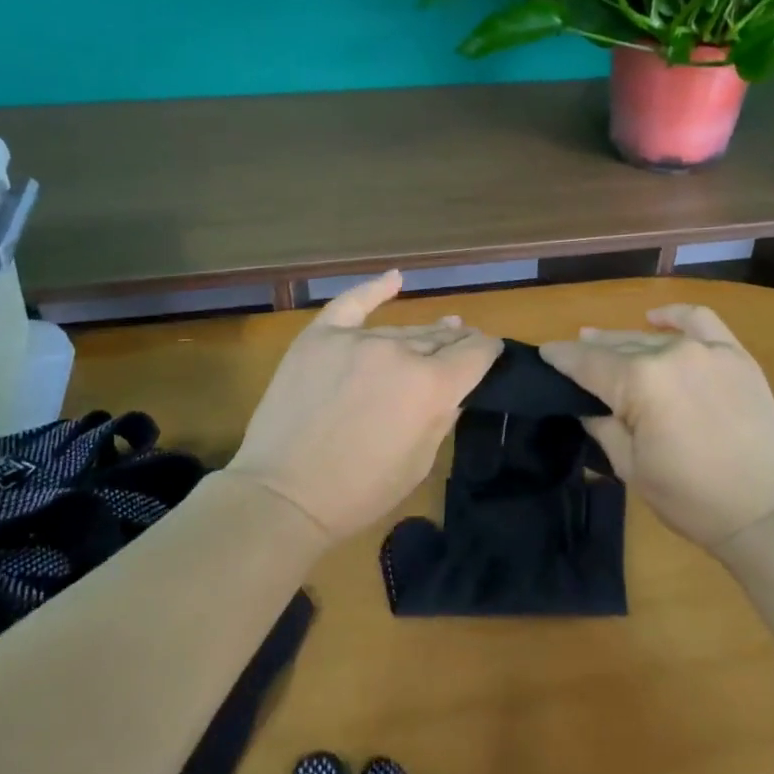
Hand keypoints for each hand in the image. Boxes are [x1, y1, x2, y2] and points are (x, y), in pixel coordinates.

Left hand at [225, 271, 502, 541]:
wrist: (283, 494)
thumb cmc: (360, 491)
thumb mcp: (420, 462)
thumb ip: (442, 415)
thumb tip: (454, 387)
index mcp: (432, 386)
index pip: (475, 352)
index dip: (488, 351)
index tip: (490, 354)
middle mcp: (399, 352)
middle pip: (439, 338)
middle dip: (457, 341)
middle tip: (464, 345)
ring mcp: (356, 340)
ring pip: (400, 330)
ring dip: (422, 334)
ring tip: (440, 328)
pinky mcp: (319, 337)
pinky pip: (352, 304)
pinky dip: (374, 289)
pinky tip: (395, 279)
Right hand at [540, 304, 773, 549]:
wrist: (767, 512)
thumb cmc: (690, 498)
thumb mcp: (630, 467)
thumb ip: (603, 426)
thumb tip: (588, 404)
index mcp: (638, 383)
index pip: (587, 363)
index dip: (561, 357)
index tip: (544, 353)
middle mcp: (669, 354)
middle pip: (618, 346)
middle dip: (591, 350)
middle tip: (572, 357)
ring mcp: (706, 350)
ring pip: (653, 337)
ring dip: (625, 339)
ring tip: (604, 341)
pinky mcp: (736, 356)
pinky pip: (701, 321)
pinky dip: (675, 317)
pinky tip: (657, 319)